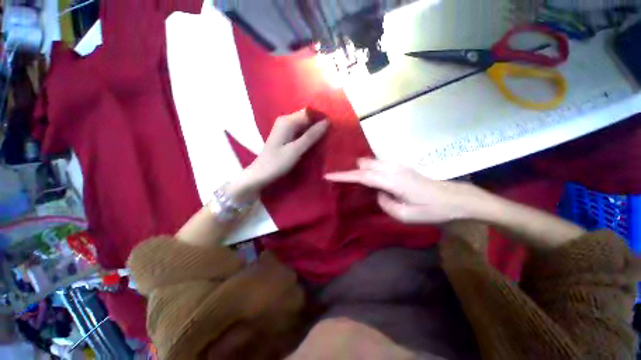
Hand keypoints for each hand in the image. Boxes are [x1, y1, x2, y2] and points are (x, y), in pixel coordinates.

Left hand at [231, 110, 327, 197]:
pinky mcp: (286, 136)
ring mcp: (285, 128)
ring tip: (328, 136)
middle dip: (320, 123)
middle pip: (307, 117)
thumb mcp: (296, 150)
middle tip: (333, 131)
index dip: (322, 117)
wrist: (261, 174)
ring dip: (316, 130)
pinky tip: (317, 141)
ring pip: (305, 125)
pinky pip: (301, 131)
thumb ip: (311, 136)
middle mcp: (286, 120)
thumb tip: (327, 122)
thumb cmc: (277, 163)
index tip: (335, 124)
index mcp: (287, 121)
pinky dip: (309, 135)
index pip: (309, 112)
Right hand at [325, 158, 484, 223]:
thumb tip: (378, 193)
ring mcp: (398, 166)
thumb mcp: (406, 216)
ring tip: (352, 177)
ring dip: (359, 168)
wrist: (456, 198)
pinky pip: (378, 164)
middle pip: (364, 165)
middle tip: (339, 178)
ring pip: (371, 162)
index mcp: (392, 181)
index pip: (361, 176)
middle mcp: (393, 169)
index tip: (329, 175)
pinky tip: (368, 175)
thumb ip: (385, 204)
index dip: (344, 176)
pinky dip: (368, 167)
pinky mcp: (402, 167)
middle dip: (350, 171)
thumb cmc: (433, 210)